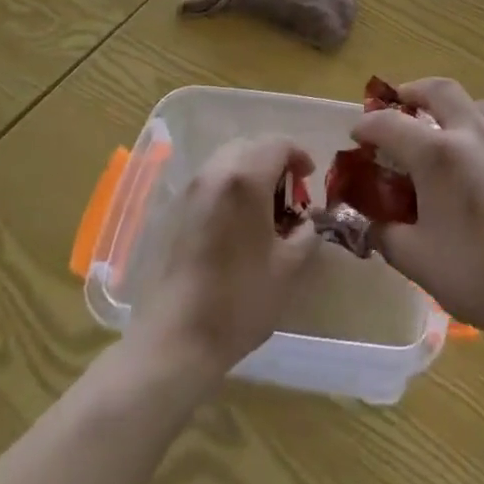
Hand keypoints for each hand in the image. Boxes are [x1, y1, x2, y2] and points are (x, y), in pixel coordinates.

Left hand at [129, 137, 320, 376]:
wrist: (175, 340)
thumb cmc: (239, 300)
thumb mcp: (288, 268)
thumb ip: (306, 234)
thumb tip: (309, 220)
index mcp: (246, 179)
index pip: (278, 144)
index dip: (299, 155)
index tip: (309, 178)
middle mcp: (215, 173)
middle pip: (250, 145)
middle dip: (273, 159)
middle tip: (288, 190)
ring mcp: (190, 191)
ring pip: (226, 160)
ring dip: (249, 171)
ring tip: (262, 206)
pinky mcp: (174, 212)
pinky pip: (208, 182)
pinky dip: (227, 186)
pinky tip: (235, 222)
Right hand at [352, 78, 483, 343]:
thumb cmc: (477, 276)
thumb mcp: (416, 260)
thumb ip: (385, 234)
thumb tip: (369, 223)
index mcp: (438, 154)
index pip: (391, 124)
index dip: (368, 126)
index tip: (357, 135)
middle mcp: (472, 134)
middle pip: (439, 90)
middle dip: (413, 91)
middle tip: (399, 105)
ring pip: (474, 102)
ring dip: (450, 105)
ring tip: (439, 128)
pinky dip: (476, 126)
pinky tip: (475, 159)